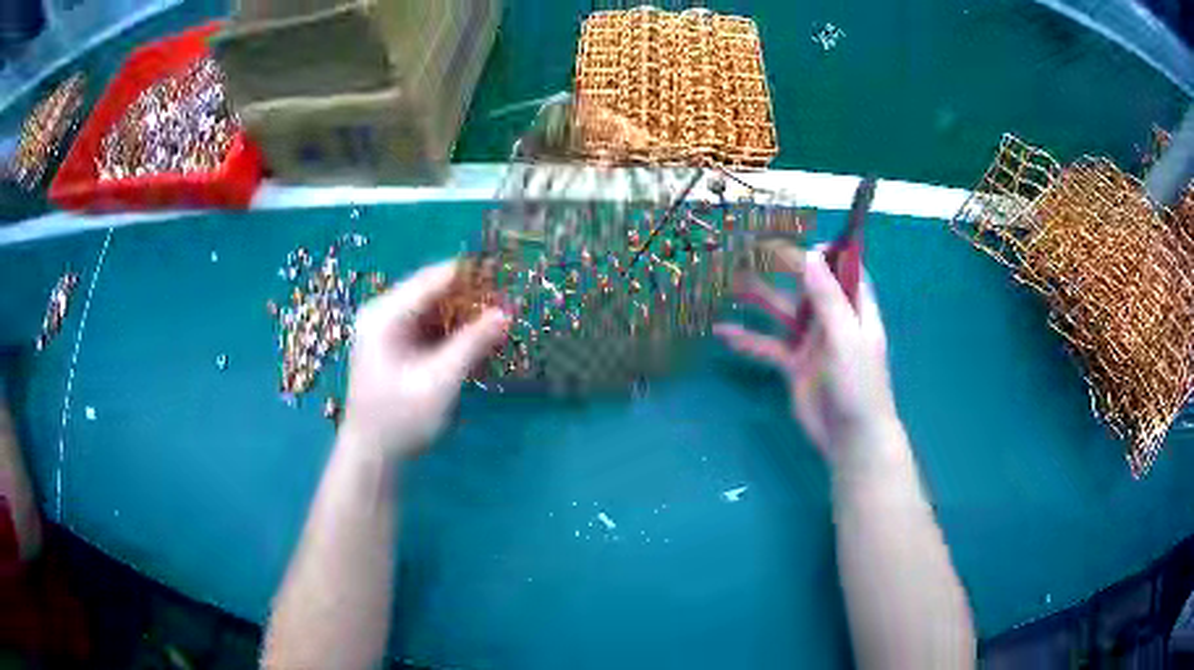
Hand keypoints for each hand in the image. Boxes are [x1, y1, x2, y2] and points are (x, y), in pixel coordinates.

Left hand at [341, 261, 508, 458]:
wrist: (371, 455)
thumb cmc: (400, 419)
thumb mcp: (439, 381)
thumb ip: (472, 344)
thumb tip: (505, 312)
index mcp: (385, 315)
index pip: (433, 278)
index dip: (471, 275)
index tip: (507, 277)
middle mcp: (383, 313)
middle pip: (433, 291)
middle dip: (471, 297)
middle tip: (509, 304)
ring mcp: (387, 329)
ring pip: (434, 309)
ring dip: (464, 316)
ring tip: (499, 321)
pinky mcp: (395, 346)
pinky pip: (429, 328)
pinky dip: (453, 333)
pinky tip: (477, 342)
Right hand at [714, 244, 898, 465]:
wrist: (850, 437)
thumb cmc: (858, 385)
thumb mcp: (846, 337)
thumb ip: (827, 298)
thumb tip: (810, 255)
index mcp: (854, 310)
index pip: (843, 271)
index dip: (824, 254)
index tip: (797, 242)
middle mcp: (833, 321)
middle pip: (806, 287)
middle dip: (781, 271)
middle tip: (750, 253)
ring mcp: (812, 343)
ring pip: (782, 314)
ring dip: (759, 300)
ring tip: (729, 285)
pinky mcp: (794, 365)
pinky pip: (768, 346)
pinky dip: (748, 339)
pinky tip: (723, 332)